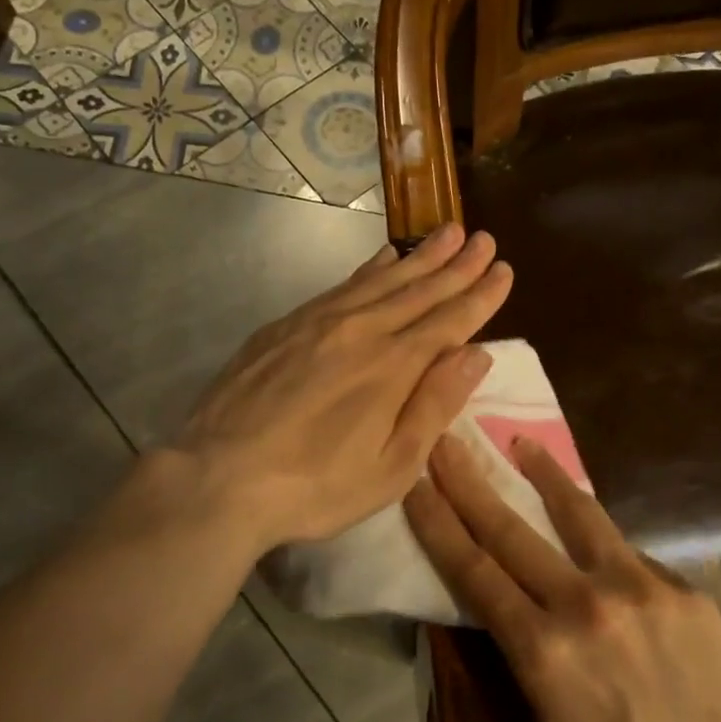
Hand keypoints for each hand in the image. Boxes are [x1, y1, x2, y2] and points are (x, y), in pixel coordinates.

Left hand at [167, 223, 512, 553]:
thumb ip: (434, 406)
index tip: (503, 268)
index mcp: (393, 367)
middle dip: (457, 265)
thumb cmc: (314, 488)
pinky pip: (341, 285)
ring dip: (419, 256)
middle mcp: (361, 331)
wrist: (217, 477)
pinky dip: (370, 268)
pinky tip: (384, 258)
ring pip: (381, 279)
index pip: (449, 321)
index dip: (480, 295)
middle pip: (419, 290)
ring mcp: (319, 322)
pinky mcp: (285, 326)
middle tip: (484, 238)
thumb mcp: (391, 468)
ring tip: (447, 233)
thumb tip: (476, 353)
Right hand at [404, 435, 720, 721]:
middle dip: (470, 481)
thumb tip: (502, 615)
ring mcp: (641, 589)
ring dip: (544, 475)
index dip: (437, 521)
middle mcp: (586, 605)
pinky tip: (599, 550)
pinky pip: (630, 557)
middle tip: (447, 440)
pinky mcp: (684, 590)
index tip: (414, 478)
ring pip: (579, 516)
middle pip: (512, 530)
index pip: (473, 570)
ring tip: (522, 443)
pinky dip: (602, 547)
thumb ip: (519, 666)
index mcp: (542, 652)